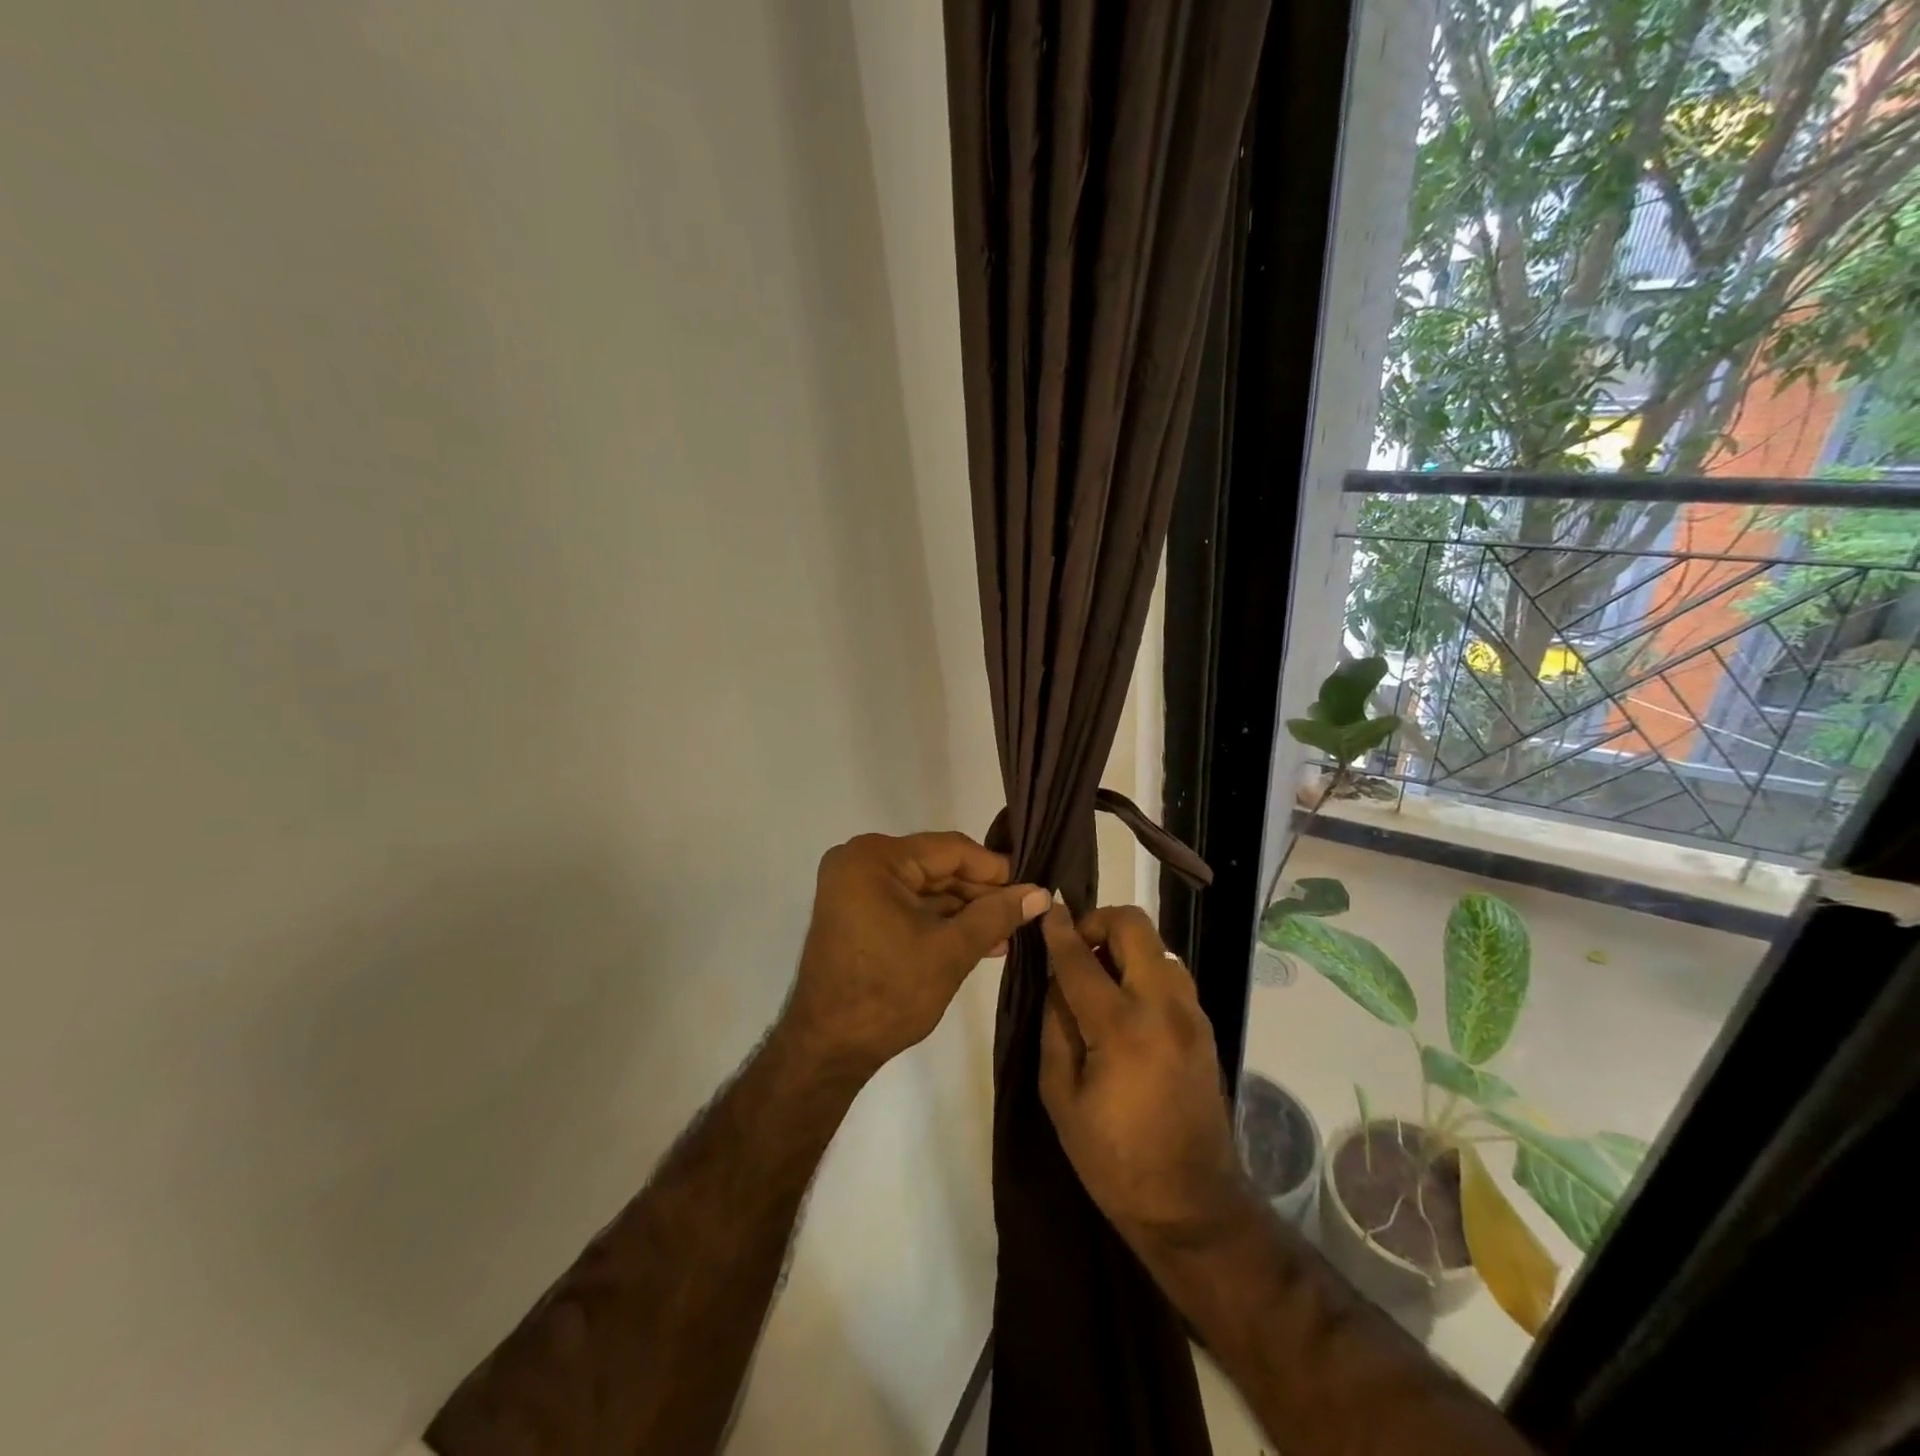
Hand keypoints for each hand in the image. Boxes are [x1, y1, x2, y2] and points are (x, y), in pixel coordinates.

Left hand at [783, 832, 1048, 1079]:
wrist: (828, 1049)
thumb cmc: (889, 993)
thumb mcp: (951, 950)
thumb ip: (997, 915)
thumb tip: (1041, 893)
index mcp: (874, 858)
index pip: (950, 849)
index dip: (995, 869)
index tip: (1032, 886)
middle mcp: (859, 862)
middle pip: (937, 867)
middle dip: (980, 894)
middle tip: (1024, 913)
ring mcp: (854, 889)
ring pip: (925, 889)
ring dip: (964, 911)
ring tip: (1008, 933)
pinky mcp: (855, 914)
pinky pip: (907, 905)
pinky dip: (939, 921)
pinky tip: (978, 940)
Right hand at [1039, 905, 1253, 1253]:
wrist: (1191, 1204)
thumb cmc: (1113, 1159)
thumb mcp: (1061, 1097)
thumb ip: (1056, 1027)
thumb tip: (1057, 979)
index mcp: (1122, 1028)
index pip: (1081, 958)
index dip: (1059, 930)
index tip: (1046, 909)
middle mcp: (1164, 1006)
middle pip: (1133, 926)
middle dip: (1098, 922)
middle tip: (1075, 948)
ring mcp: (1191, 1013)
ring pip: (1156, 944)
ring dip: (1123, 945)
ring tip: (1098, 977)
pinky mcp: (1204, 1025)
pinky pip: (1170, 972)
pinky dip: (1143, 968)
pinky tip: (1125, 1000)